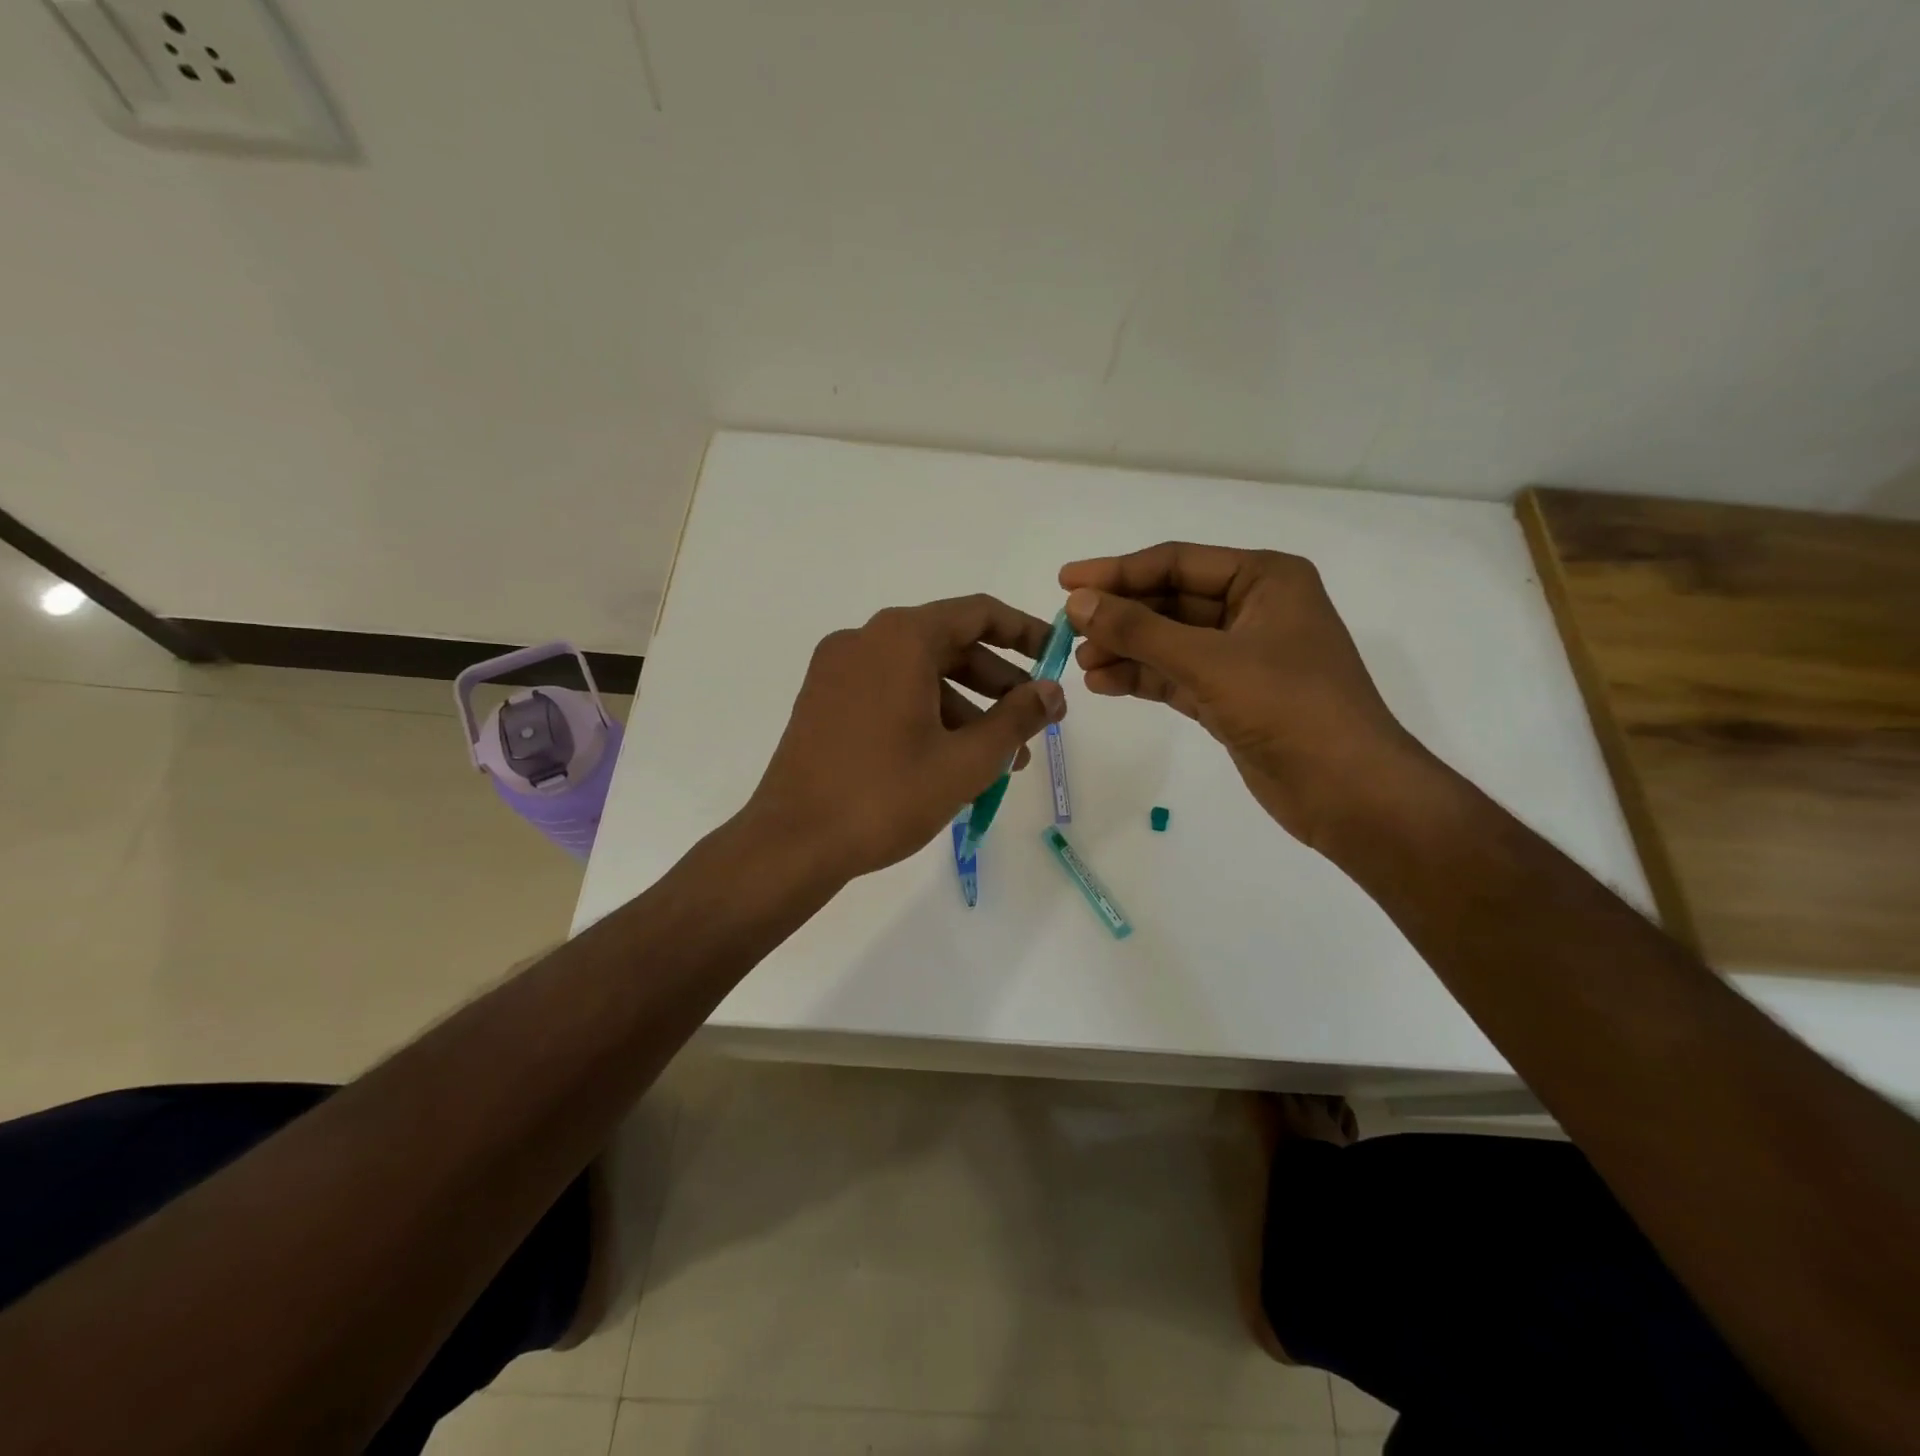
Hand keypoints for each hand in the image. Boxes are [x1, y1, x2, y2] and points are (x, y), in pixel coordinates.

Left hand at [745, 595, 1066, 879]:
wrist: (792, 842)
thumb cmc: (885, 796)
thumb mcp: (965, 760)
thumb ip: (1017, 719)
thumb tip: (1052, 692)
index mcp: (900, 638)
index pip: (977, 614)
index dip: (1025, 632)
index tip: (1057, 658)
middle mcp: (865, 640)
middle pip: (949, 644)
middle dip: (998, 683)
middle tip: (1033, 722)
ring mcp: (837, 670)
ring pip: (919, 674)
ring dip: (966, 708)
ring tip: (1001, 758)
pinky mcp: (823, 701)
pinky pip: (890, 692)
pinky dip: (927, 714)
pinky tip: (952, 759)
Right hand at [1060, 543, 1430, 851]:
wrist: (1347, 791)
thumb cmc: (1289, 708)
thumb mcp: (1209, 661)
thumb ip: (1140, 630)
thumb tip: (1078, 602)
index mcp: (1264, 579)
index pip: (1177, 563)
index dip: (1117, 571)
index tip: (1065, 582)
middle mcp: (1253, 609)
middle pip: (1170, 602)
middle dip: (1120, 616)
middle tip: (1067, 629)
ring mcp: (1242, 656)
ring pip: (1169, 642)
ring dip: (1125, 650)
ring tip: (1080, 663)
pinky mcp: (1232, 697)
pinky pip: (1176, 676)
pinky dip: (1142, 678)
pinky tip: (1104, 684)